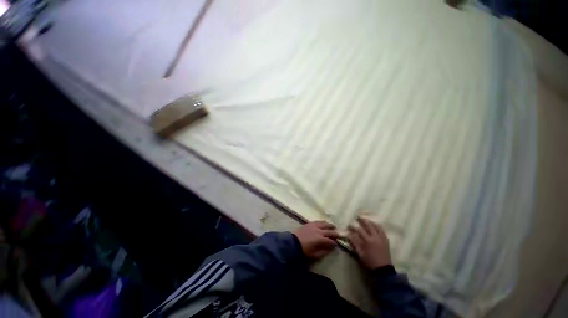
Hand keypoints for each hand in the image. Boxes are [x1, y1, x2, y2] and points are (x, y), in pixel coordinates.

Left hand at [294, 221, 339, 259]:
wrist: (293, 243)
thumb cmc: (304, 251)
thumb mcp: (315, 255)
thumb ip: (324, 251)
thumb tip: (330, 248)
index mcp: (321, 239)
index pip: (331, 241)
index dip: (335, 243)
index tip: (337, 244)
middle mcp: (319, 231)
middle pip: (329, 231)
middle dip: (335, 233)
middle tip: (338, 235)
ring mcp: (314, 226)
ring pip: (324, 224)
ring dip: (330, 225)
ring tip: (333, 227)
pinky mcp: (310, 223)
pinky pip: (318, 221)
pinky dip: (323, 222)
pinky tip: (324, 222)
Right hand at [347, 217, 391, 269]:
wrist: (383, 270)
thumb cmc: (370, 262)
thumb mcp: (360, 254)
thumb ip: (354, 243)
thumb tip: (348, 235)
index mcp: (368, 241)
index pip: (359, 230)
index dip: (353, 227)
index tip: (349, 225)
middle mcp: (375, 237)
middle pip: (369, 225)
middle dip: (363, 220)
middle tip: (358, 217)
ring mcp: (382, 238)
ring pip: (376, 226)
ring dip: (371, 222)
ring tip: (366, 219)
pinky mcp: (386, 241)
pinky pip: (382, 230)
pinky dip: (378, 226)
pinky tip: (375, 225)